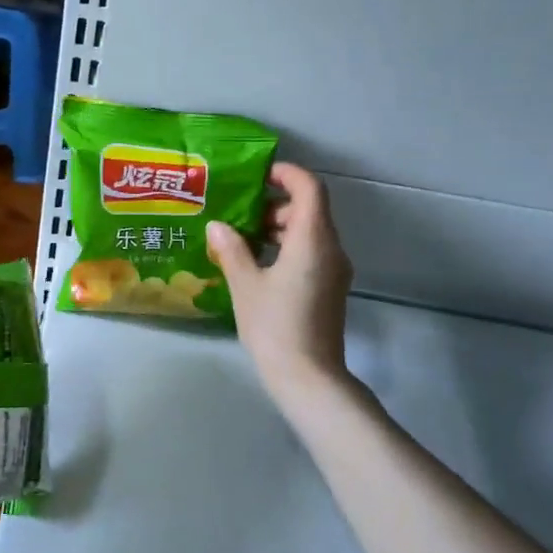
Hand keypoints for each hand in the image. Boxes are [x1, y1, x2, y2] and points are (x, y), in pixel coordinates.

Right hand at [207, 162, 353, 407]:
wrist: (308, 377)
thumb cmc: (275, 326)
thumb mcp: (245, 285)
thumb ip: (232, 250)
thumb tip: (218, 225)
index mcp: (313, 240)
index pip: (310, 189)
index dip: (287, 174)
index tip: (259, 175)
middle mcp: (331, 249)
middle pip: (311, 210)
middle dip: (276, 204)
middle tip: (240, 213)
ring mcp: (334, 271)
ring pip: (311, 233)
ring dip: (280, 228)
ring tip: (243, 239)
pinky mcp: (330, 289)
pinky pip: (312, 253)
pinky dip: (288, 247)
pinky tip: (258, 264)